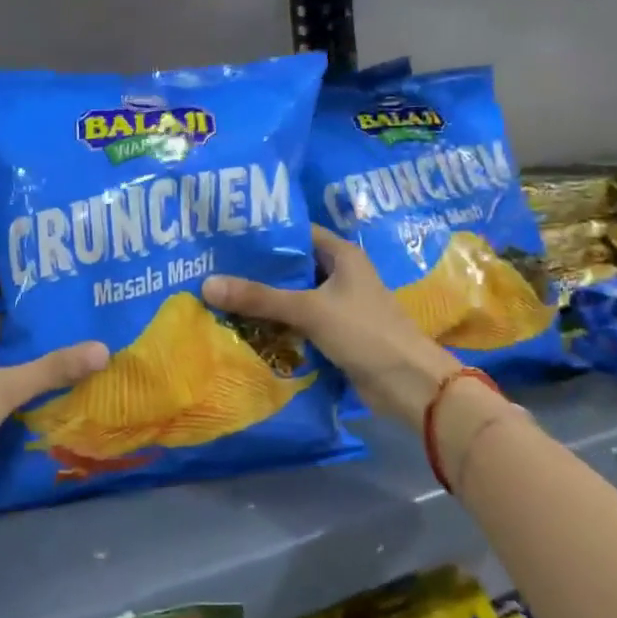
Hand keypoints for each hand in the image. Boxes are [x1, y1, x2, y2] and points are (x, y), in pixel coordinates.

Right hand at [204, 227, 464, 428]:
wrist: (409, 384)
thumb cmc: (365, 332)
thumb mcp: (309, 310)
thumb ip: (259, 298)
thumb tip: (207, 284)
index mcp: (341, 255)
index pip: (297, 233)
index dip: (264, 234)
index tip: (225, 236)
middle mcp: (340, 275)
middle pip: (291, 267)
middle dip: (257, 271)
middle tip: (212, 268)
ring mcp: (338, 306)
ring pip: (293, 297)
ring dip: (264, 301)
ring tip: (218, 296)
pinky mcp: (335, 335)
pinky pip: (298, 323)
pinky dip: (276, 326)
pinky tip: (243, 328)